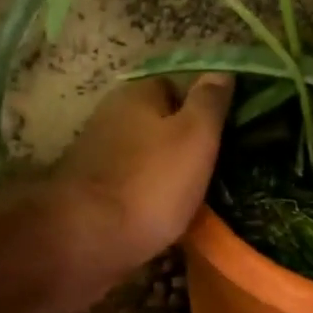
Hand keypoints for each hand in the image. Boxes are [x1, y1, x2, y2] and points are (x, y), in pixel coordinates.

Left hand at [55, 73, 234, 286]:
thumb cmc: (151, 183)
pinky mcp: (90, 193)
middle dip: (181, 142)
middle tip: (213, 167)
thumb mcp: (195, 137)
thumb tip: (222, 72)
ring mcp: (95, 157)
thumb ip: (209, 103)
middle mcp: (109, 118)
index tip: (224, 132)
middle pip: (156, 123)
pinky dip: (147, 196)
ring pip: (143, 157)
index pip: (174, 86)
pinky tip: (164, 215)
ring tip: (193, 196)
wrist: (88, 240)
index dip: (200, 107)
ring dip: (164, 172)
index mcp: (135, 96)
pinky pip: (130, 186)